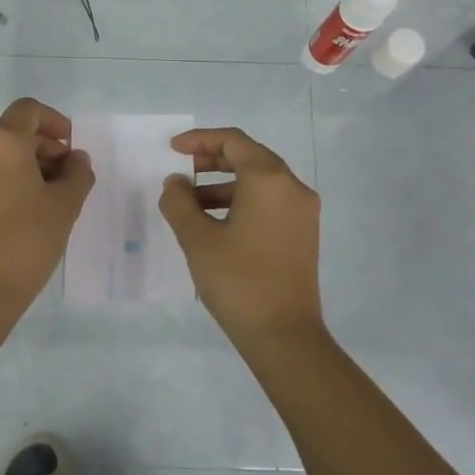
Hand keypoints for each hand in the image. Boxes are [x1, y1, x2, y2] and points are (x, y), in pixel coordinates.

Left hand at [0, 98, 94, 308]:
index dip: (54, 121)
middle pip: (12, 130)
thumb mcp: (65, 205)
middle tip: (65, 175)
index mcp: (1, 140)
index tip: (70, 147)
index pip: (29, 110)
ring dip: (23, 161)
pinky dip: (3, 175)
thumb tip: (76, 159)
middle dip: (42, 146)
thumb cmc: (27, 240)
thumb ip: (77, 173)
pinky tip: (21, 205)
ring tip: (46, 194)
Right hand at [159, 127, 325, 348]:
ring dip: (224, 185)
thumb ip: (179, 203)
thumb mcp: (198, 239)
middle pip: (250, 157)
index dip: (200, 140)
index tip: (172, 149)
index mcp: (269, 180)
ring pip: (259, 182)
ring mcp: (302, 211)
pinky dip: (241, 202)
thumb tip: (175, 183)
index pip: (234, 142)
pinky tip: (215, 224)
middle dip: (212, 160)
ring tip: (190, 205)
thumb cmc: (238, 280)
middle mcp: (292, 187)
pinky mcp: (302, 233)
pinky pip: (269, 202)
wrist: (284, 335)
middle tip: (181, 172)